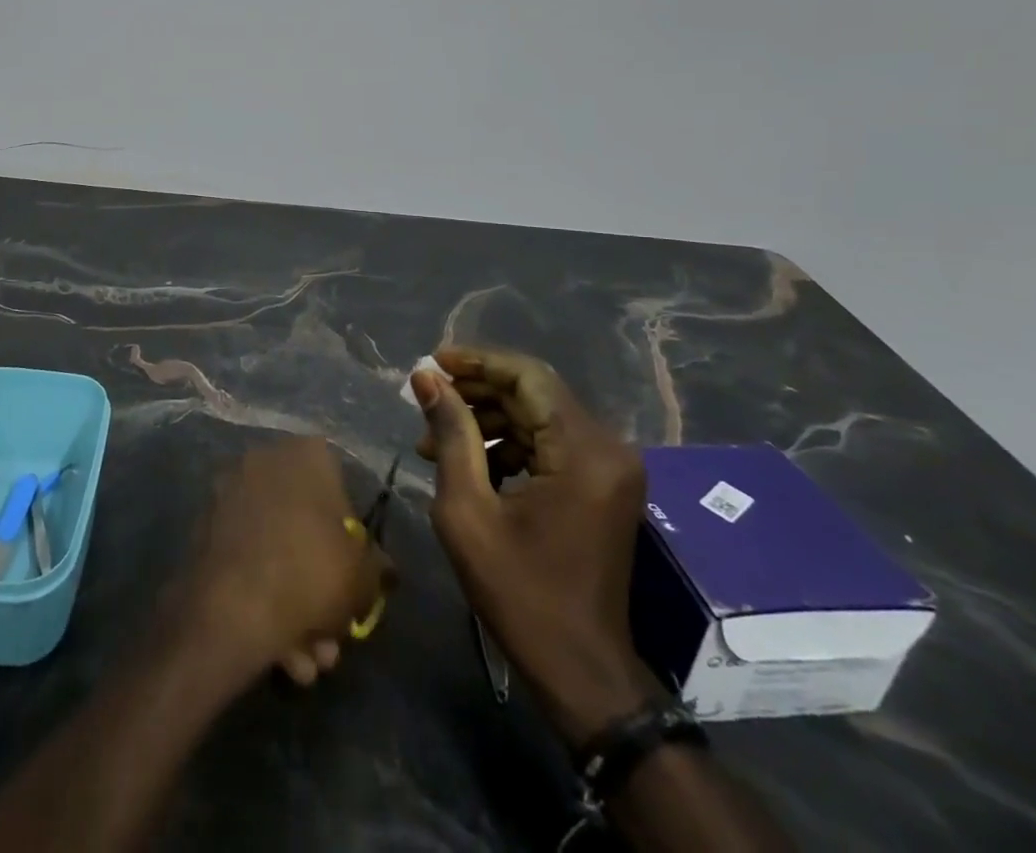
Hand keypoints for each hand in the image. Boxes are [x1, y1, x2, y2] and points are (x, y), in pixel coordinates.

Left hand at [180, 437, 392, 686]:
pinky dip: (262, 599)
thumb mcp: (363, 577)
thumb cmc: (309, 574)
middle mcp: (264, 460)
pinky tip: (279, 653)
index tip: (354, 582)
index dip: (352, 541)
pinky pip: (246, 560)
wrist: (230, 606)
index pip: (340, 488)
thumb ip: (376, 568)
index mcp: (306, 455)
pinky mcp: (204, 526)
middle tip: (331, 635)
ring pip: (275, 550)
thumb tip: (380, 568)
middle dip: (320, 588)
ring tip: (307, 661)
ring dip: (295, 607)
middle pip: (305, 527)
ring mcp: (229, 492)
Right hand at [412, 347, 659, 742]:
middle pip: (534, 392)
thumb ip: (451, 433)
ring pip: (538, 415)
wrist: (581, 672)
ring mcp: (609, 468)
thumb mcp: (467, 510)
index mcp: (583, 451)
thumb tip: (426, 377)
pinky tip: (468, 461)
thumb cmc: (519, 594)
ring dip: (488, 419)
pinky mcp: (602, 485)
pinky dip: (508, 443)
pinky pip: (549, 443)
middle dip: (476, 391)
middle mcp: (607, 448)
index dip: (476, 362)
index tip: (432, 363)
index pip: (527, 377)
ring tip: (435, 438)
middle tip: (426, 400)